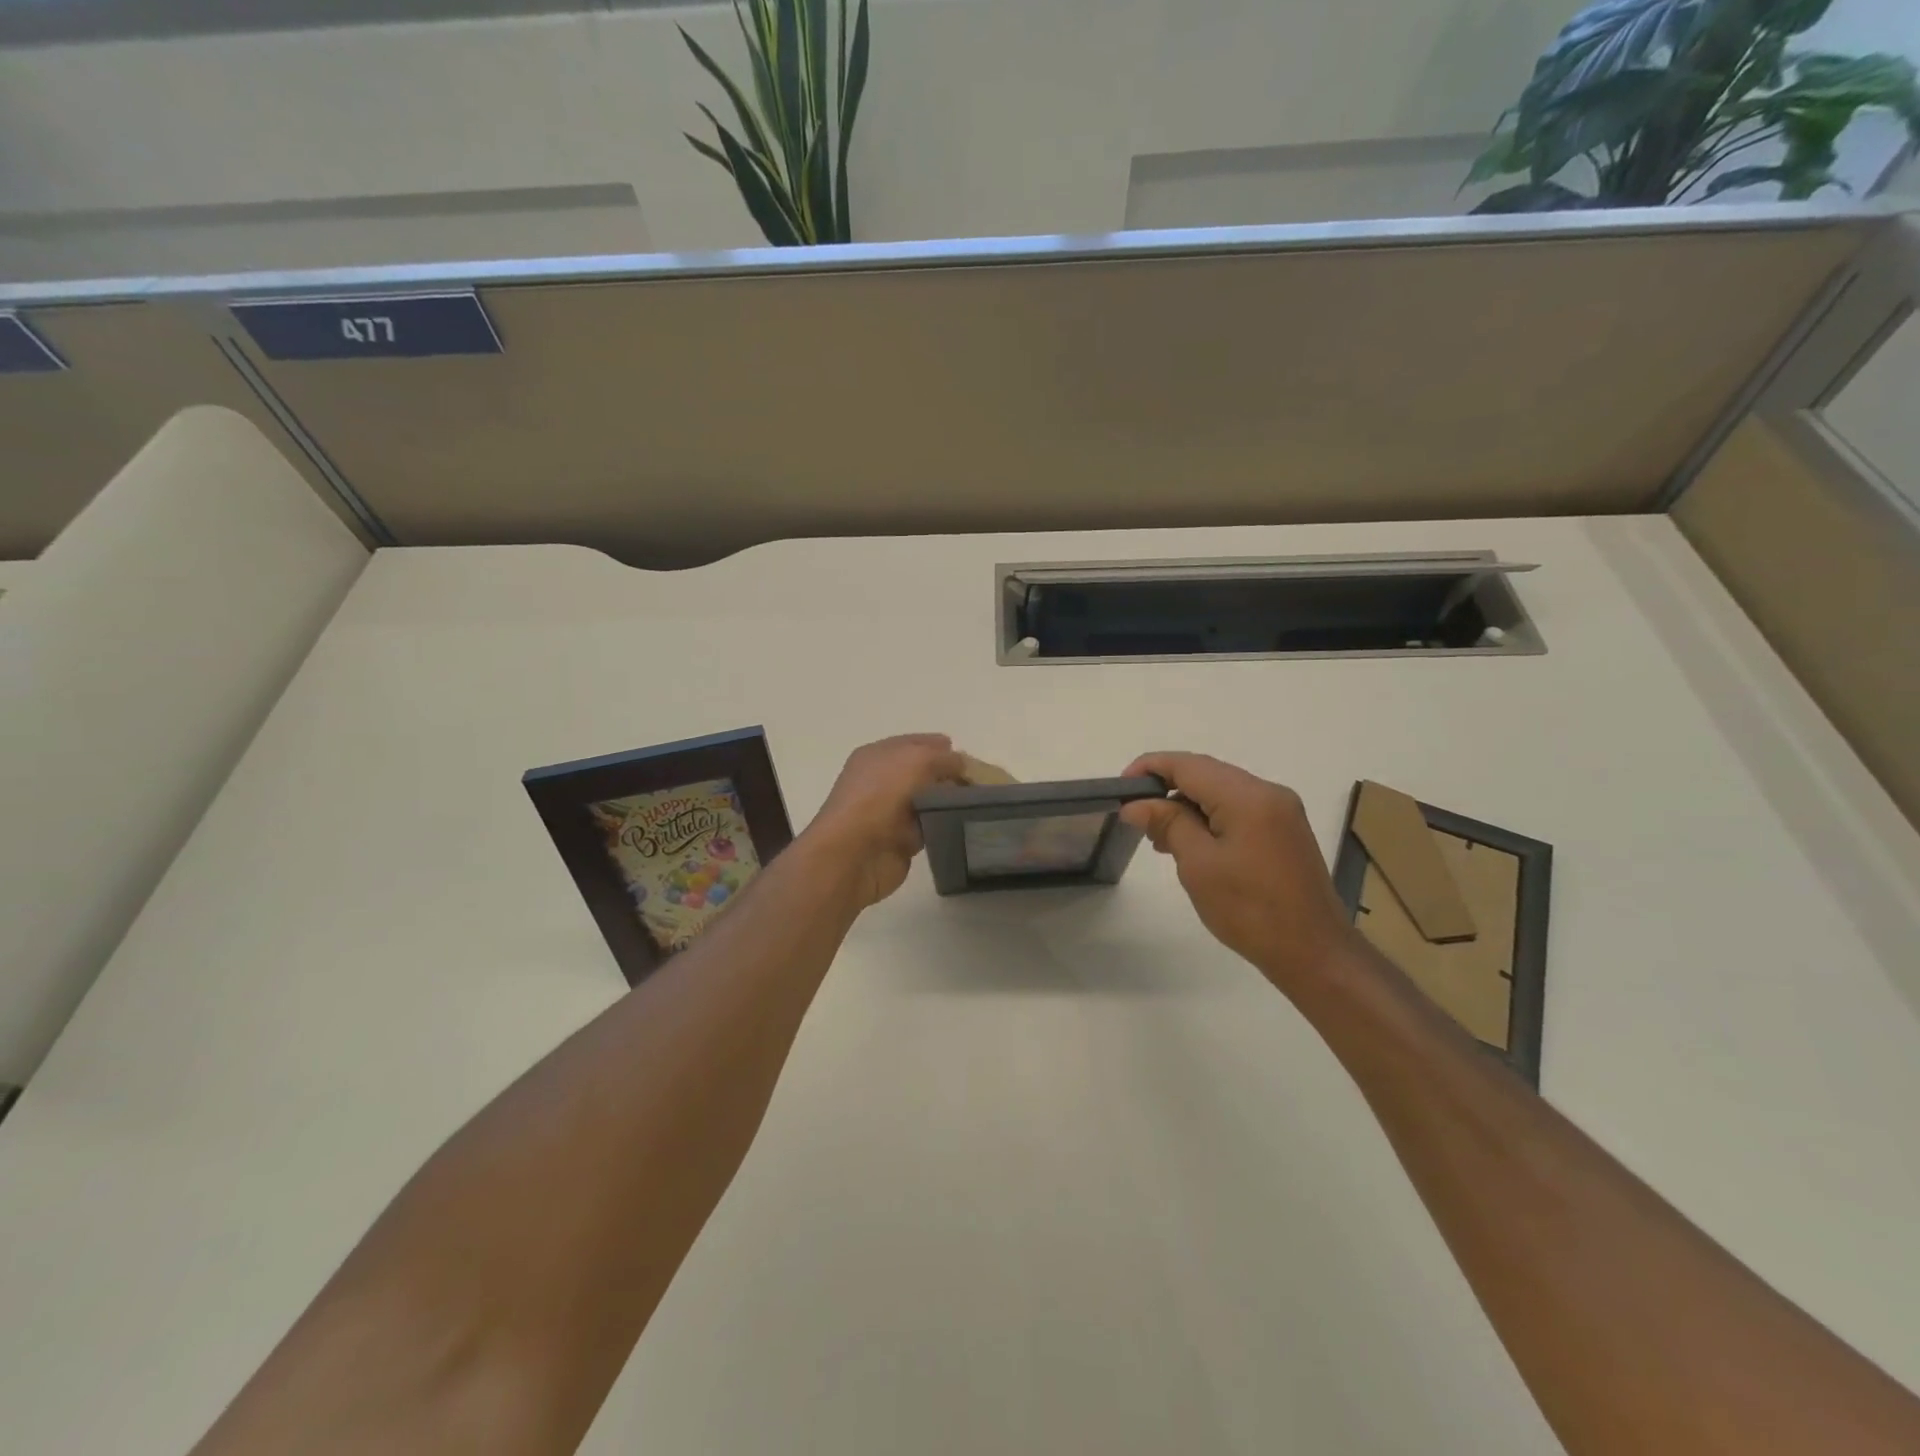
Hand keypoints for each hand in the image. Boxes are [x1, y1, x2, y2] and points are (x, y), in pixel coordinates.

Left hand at [804, 734, 966, 908]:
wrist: (854, 854)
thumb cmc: (880, 797)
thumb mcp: (916, 761)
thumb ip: (943, 758)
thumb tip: (961, 763)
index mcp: (878, 756)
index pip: (914, 744)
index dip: (940, 747)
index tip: (969, 757)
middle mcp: (882, 781)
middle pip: (923, 773)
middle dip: (949, 775)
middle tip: (979, 782)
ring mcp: (890, 812)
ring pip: (928, 801)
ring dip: (949, 802)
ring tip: (979, 803)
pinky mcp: (900, 840)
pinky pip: (929, 827)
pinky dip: (944, 826)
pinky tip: (965, 824)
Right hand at [1120, 752, 1361, 994]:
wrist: (1314, 953)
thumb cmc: (1250, 910)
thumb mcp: (1199, 865)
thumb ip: (1168, 824)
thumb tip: (1136, 804)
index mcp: (1248, 796)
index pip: (1188, 765)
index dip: (1150, 769)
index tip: (1120, 790)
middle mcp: (1268, 792)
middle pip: (1206, 773)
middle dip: (1167, 788)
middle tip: (1136, 819)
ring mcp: (1281, 811)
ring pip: (1221, 791)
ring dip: (1187, 805)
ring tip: (1160, 838)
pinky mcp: (1284, 830)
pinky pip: (1238, 809)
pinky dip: (1209, 818)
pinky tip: (1191, 844)